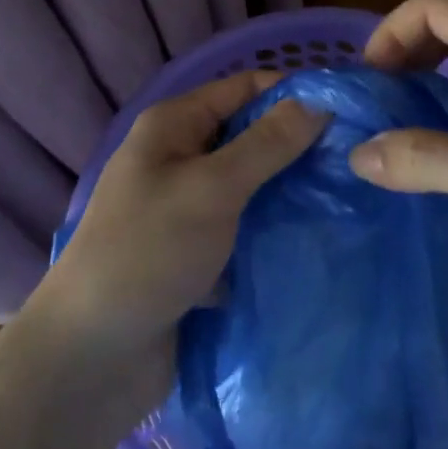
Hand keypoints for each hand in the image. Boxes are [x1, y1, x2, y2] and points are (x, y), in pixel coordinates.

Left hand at [34, 73, 326, 390]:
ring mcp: (188, 206)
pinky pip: (246, 225)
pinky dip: (275, 228)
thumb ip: (268, 144)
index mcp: (175, 125)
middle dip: (299, 144)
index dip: (295, 93)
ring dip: (291, 189)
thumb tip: (321, 101)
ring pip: (252, 183)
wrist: (91, 361)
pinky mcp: (198, 251)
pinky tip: (318, 236)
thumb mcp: (212, 189)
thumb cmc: (147, 254)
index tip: (350, 112)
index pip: (246, 88)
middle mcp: (181, 156)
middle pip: (251, 134)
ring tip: (347, 198)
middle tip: (356, 161)